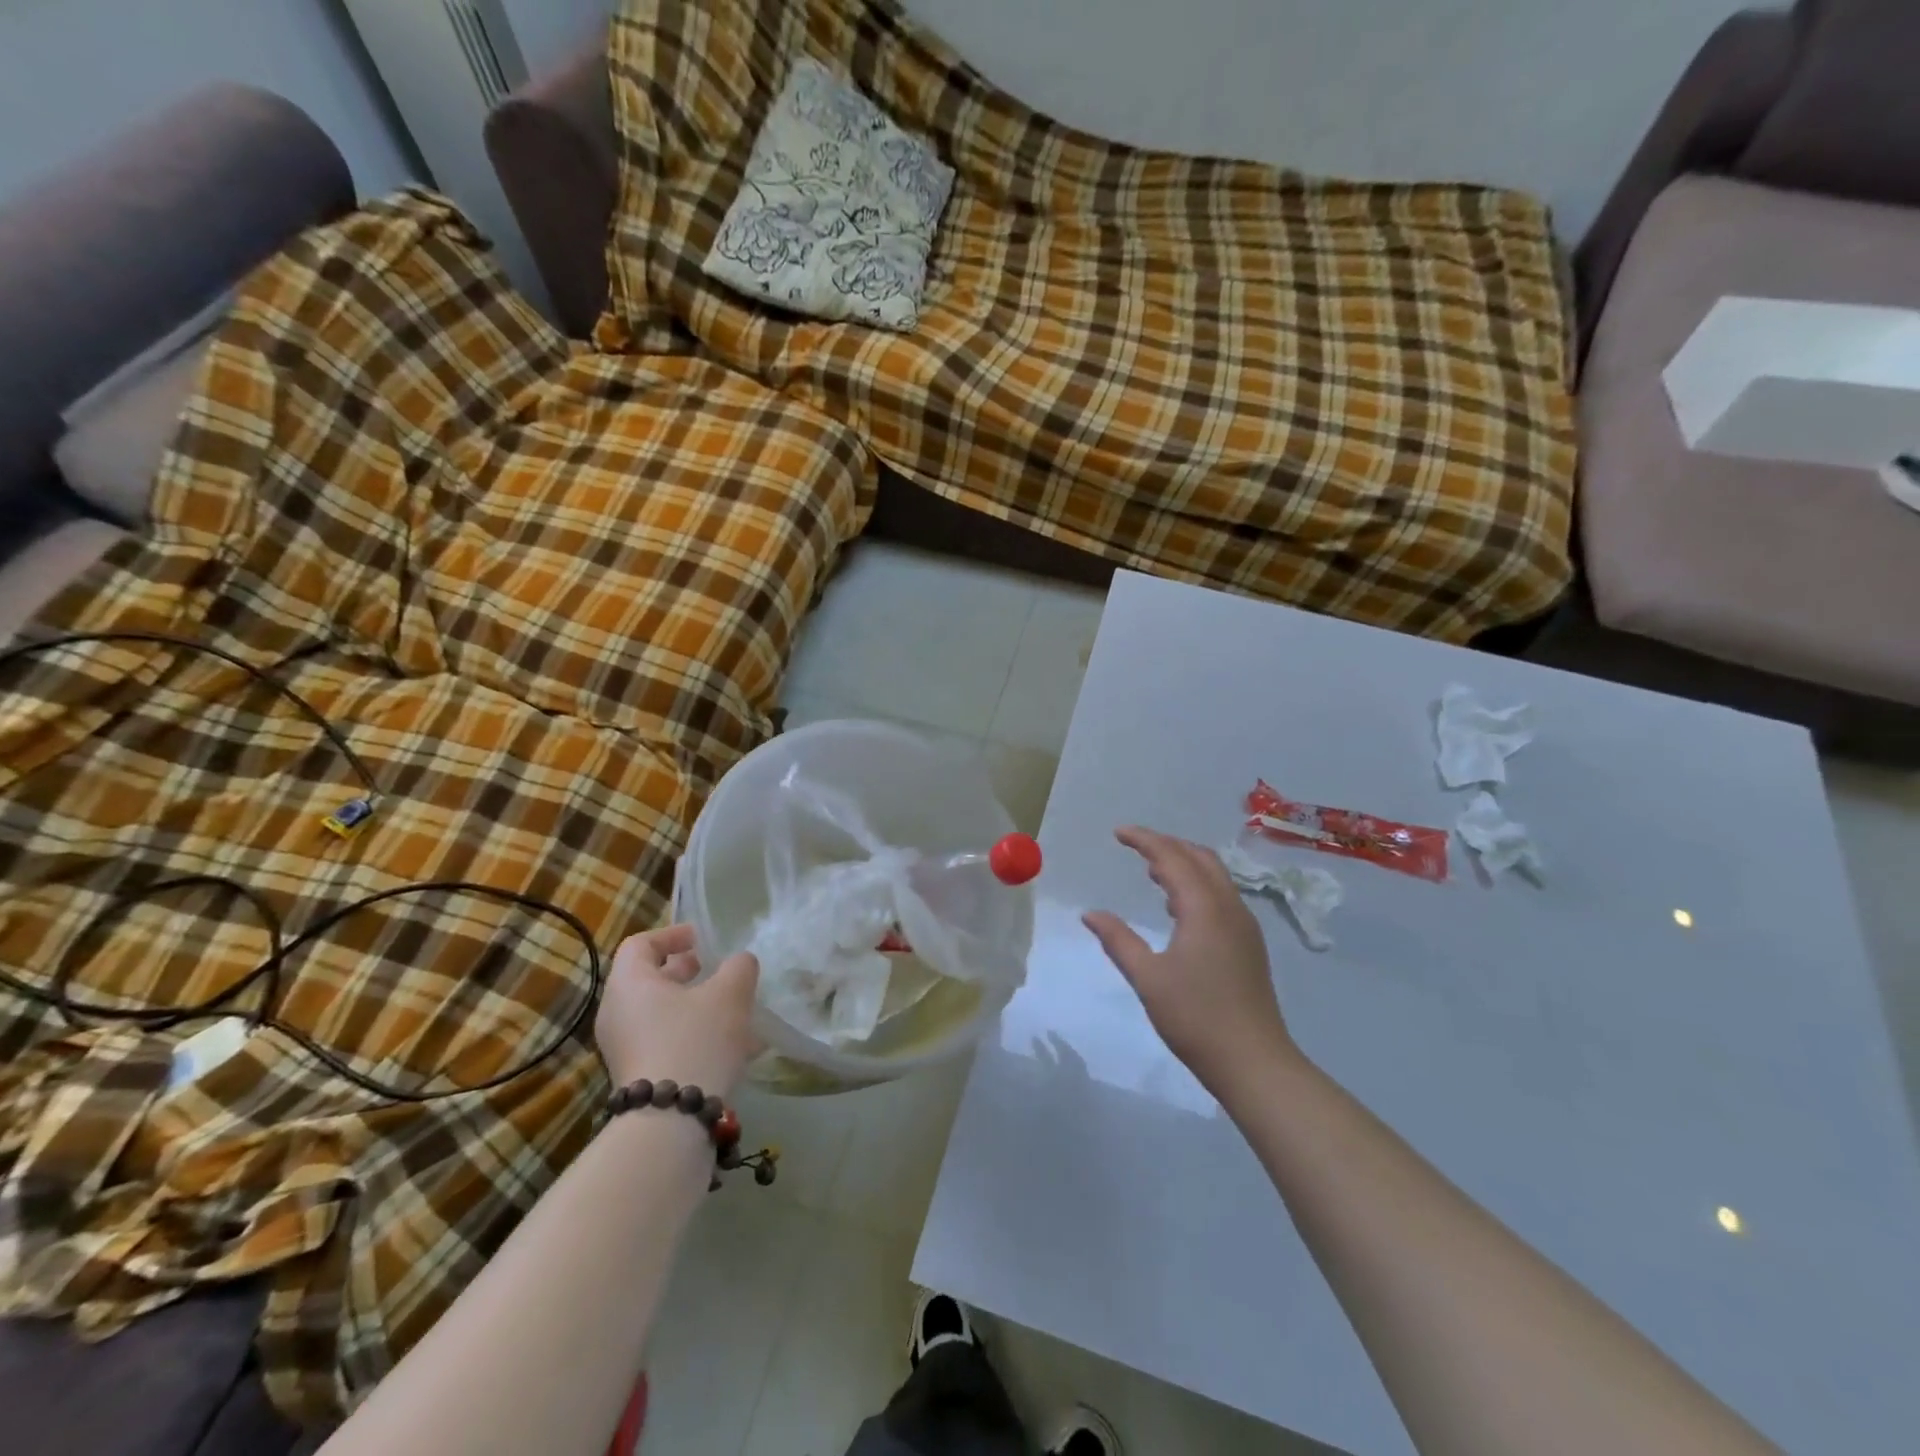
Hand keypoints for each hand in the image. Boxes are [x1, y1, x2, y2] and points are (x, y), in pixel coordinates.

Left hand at [595, 925, 760, 1096]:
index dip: (672, 935)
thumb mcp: (730, 994)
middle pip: (648, 979)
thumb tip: (739, 963)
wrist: (670, 1122)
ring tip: (732, 1010)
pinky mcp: (637, 1077)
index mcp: (630, 983)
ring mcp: (623, 1048)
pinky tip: (731, 1046)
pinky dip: (693, 1034)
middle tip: (714, 970)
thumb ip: (739, 967)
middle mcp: (617, 1013)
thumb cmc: (696, 1041)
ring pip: (660, 1013)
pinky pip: (665, 1041)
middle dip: (685, 972)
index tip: (701, 939)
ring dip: (695, 1005)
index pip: (640, 944)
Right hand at [1083, 826, 1295, 1094]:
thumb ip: (1118, 940)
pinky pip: (1221, 896)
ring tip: (1151, 869)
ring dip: (1184, 863)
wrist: (1254, 1062)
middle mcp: (1229, 907)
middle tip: (1134, 845)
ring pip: (1215, 876)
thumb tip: (1090, 914)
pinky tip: (1176, 907)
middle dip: (1167, 844)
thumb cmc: (1196, 1018)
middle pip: (1200, 857)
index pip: (1172, 857)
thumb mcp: (1148, 978)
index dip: (1145, 840)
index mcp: (1204, 908)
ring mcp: (1244, 925)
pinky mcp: (1249, 944)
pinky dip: (1196, 885)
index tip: (1118, 832)